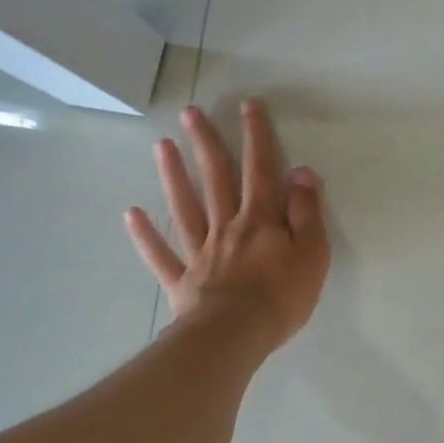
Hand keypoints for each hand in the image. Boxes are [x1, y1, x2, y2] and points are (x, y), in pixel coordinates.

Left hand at [124, 99, 329, 350]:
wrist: (235, 336)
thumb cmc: (281, 296)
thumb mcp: (312, 252)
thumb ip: (307, 212)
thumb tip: (302, 173)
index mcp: (260, 219)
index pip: (260, 170)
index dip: (256, 136)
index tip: (247, 106)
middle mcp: (227, 226)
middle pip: (215, 179)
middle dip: (206, 143)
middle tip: (190, 113)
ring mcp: (200, 252)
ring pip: (184, 207)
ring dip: (173, 175)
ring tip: (161, 146)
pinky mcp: (182, 281)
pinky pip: (161, 255)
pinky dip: (145, 236)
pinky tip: (131, 214)